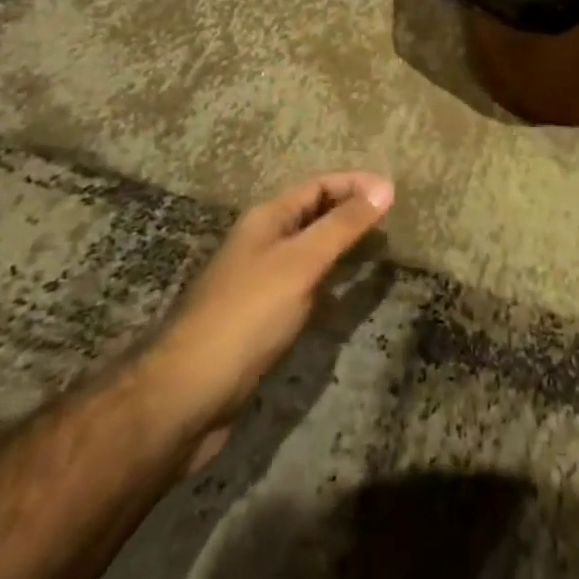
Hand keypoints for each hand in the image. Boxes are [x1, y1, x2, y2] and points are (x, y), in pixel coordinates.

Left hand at [148, 172, 392, 471]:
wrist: (186, 395)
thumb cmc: (247, 315)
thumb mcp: (301, 262)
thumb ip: (343, 225)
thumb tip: (385, 187)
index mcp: (266, 219)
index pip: (318, 185)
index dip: (354, 184)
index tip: (392, 192)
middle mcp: (260, 242)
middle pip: (311, 214)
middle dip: (349, 210)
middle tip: (389, 219)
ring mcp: (257, 282)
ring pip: (307, 250)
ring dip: (339, 245)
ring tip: (376, 250)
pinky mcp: (258, 319)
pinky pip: (301, 285)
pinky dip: (327, 281)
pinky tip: (343, 297)